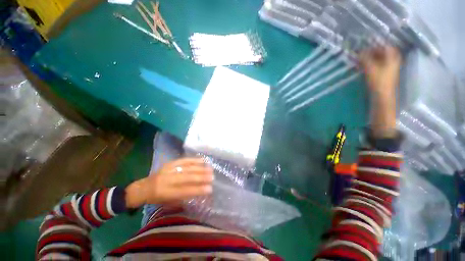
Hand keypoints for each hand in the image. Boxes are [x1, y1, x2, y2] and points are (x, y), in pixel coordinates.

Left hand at [125, 158, 213, 207]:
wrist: (143, 187)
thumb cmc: (157, 199)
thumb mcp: (168, 202)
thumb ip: (184, 196)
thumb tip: (200, 191)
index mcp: (164, 192)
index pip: (184, 191)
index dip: (197, 190)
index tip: (210, 189)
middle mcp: (166, 179)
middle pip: (187, 177)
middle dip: (201, 177)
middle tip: (212, 177)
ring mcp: (168, 169)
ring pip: (187, 168)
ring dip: (200, 168)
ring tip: (210, 169)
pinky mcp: (170, 163)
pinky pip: (184, 160)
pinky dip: (194, 160)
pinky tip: (203, 160)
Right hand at [360, 46, 401, 98]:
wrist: (382, 96)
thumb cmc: (378, 81)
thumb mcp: (370, 68)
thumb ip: (365, 59)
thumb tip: (359, 52)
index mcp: (393, 57)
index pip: (385, 46)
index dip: (374, 46)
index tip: (364, 48)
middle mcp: (393, 60)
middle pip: (383, 52)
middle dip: (372, 52)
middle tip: (361, 54)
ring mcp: (390, 68)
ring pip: (380, 59)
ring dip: (371, 59)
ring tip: (361, 61)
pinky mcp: (385, 74)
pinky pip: (378, 65)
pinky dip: (372, 64)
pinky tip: (364, 67)